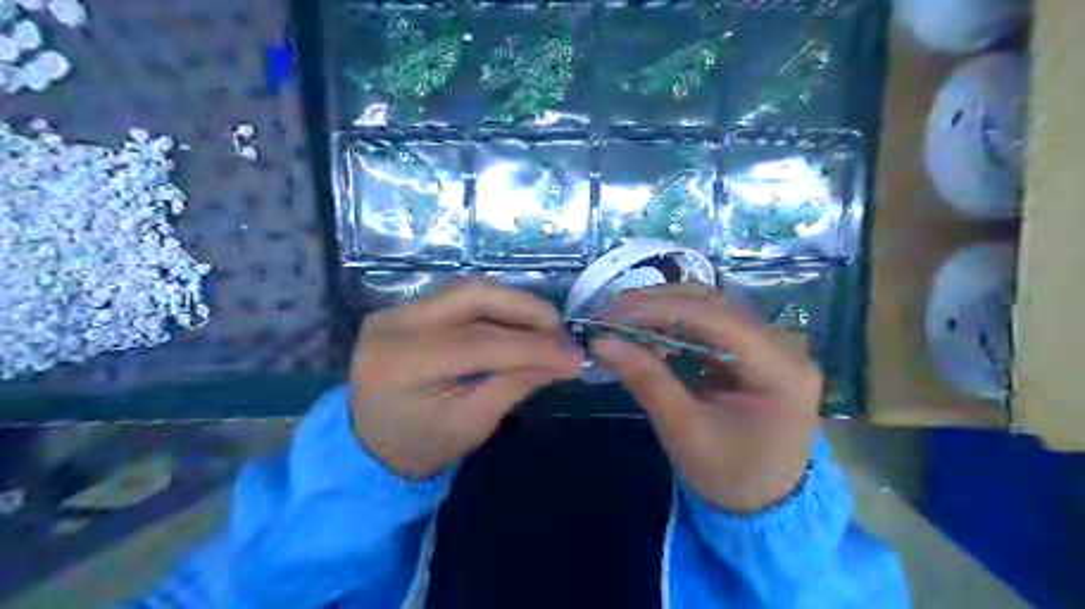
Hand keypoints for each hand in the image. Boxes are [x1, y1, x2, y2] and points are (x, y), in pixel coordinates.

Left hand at [350, 279, 584, 476]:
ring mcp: (396, 311)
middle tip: (560, 332)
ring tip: (544, 330)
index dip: (535, 347)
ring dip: (513, 306)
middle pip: (475, 295)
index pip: (483, 342)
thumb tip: (565, 358)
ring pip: (470, 290)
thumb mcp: (472, 424)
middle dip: (527, 310)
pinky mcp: (404, 309)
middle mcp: (395, 323)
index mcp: (405, 362)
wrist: (367, 448)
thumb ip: (516, 385)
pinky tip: (515, 327)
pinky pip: (459, 299)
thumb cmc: (420, 447)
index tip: (576, 355)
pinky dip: (494, 309)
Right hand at [594, 285, 821, 514]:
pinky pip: (711, 324)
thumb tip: (602, 343)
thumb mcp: (684, 432)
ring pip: (711, 308)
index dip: (660, 309)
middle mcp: (783, 345)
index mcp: (780, 368)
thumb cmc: (729, 474)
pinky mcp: (755, 349)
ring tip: (621, 314)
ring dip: (663, 308)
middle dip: (657, 303)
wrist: (765, 503)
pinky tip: (646, 327)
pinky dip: (674, 323)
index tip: (612, 312)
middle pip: (714, 305)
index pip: (715, 318)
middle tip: (609, 309)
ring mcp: (771, 344)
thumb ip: (647, 381)